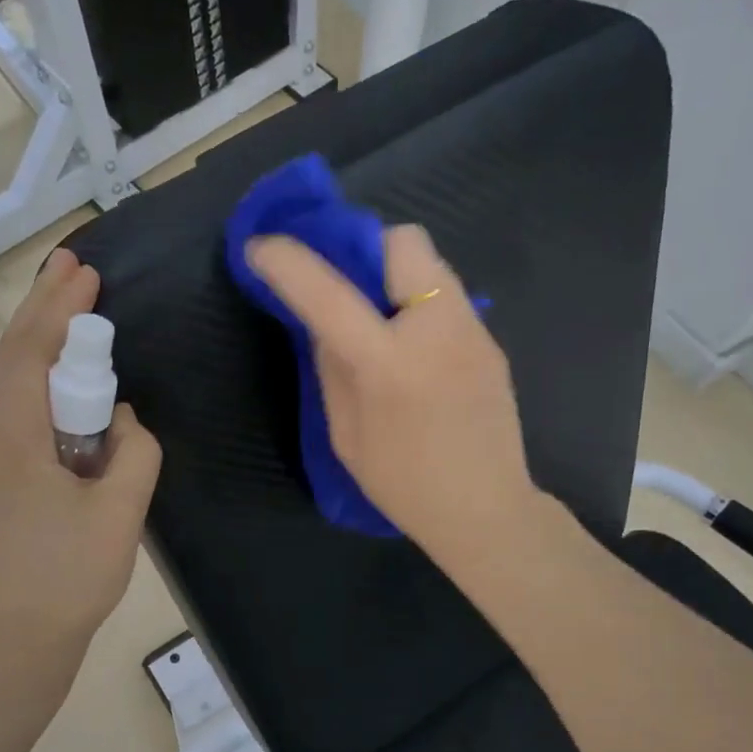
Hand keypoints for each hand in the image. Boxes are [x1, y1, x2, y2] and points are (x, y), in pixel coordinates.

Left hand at [0, 249, 161, 668]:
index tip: (85, 269)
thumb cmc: (67, 579)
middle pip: (8, 360)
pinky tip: (56, 397)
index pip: (31, 351)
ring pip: (2, 390)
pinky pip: (1, 421)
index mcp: (6, 436)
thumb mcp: (121, 511)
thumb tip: (119, 420)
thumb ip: (133, 449)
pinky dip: (30, 393)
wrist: (9, 648)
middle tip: (72, 269)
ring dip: (36, 354)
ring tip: (70, 324)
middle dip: (42, 313)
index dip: (60, 307)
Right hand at [246, 225, 536, 568]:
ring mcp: (473, 331)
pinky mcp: (491, 343)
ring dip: (395, 276)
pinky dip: (420, 306)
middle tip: (348, 288)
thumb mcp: (347, 435)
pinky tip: (415, 351)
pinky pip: (447, 298)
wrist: (485, 511)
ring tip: (381, 322)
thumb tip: (323, 323)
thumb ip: (331, 369)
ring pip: (431, 265)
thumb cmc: (404, 484)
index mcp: (389, 364)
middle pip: (404, 241)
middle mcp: (438, 330)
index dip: (289, 263)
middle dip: (366, 249)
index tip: (261, 247)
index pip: (330, 295)